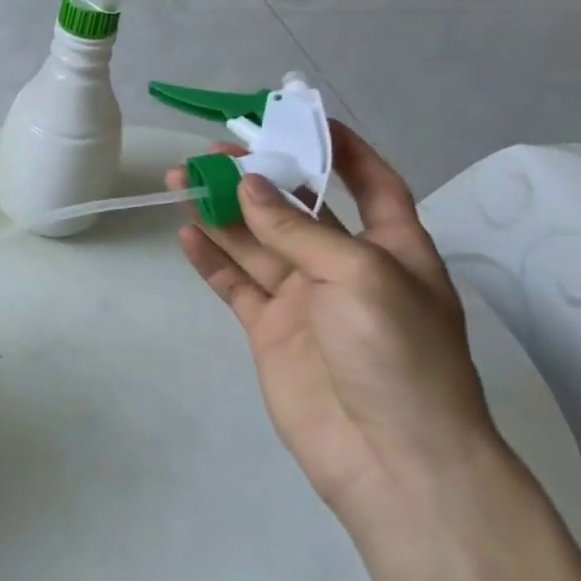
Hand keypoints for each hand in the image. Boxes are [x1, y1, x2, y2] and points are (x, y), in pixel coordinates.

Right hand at [174, 123, 498, 528]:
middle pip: (295, 209)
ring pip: (254, 242)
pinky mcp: (269, 330)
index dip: (342, 150)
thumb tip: (248, 186)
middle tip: (210, 154)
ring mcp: (303, 300)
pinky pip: (234, 284)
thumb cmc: (399, 357)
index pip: (370, 184)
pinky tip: (186, 234)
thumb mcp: (361, 278)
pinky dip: (210, 259)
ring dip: (220, 212)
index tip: (299, 119)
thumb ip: (299, 231)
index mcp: (392, 250)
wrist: (392, 460)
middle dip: (255, 179)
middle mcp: (345, 268)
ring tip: (181, 181)